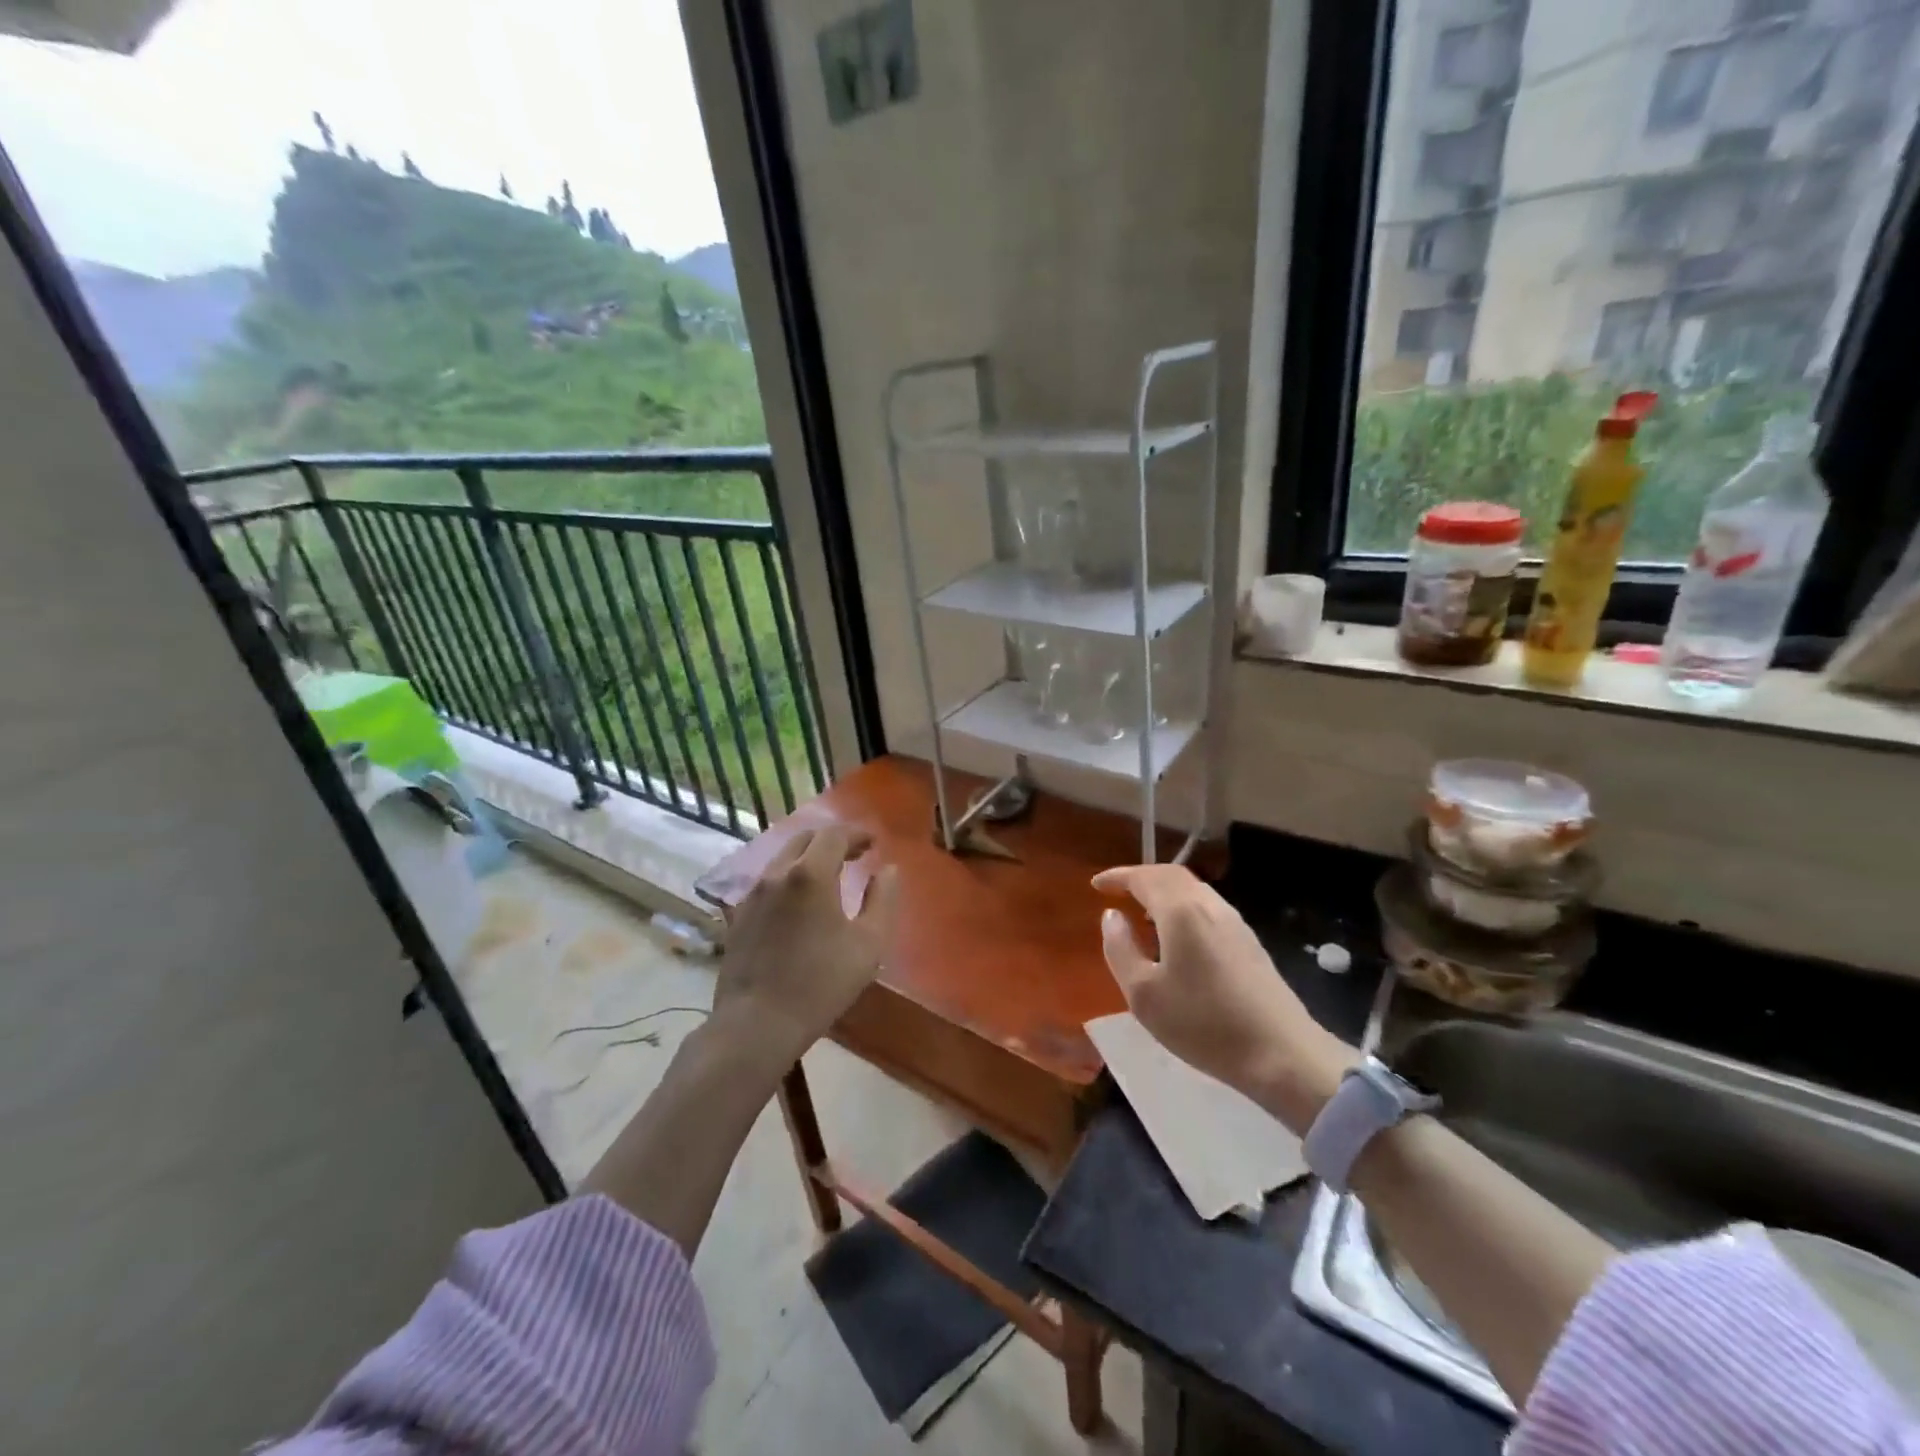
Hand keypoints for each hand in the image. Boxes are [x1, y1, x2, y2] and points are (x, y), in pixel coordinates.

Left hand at [715, 824, 899, 1067]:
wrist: (757, 1024)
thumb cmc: (821, 984)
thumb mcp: (868, 945)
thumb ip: (882, 900)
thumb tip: (888, 870)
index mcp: (810, 874)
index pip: (834, 835)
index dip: (857, 834)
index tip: (874, 843)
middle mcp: (777, 874)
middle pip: (805, 838)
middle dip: (832, 840)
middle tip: (855, 854)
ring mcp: (752, 894)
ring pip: (783, 858)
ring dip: (809, 857)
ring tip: (830, 875)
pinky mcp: (738, 916)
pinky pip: (768, 881)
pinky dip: (790, 877)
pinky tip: (801, 902)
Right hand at [1092, 864, 1355, 1133]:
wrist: (1282, 1054)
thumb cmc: (1203, 1024)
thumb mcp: (1143, 994)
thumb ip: (1120, 949)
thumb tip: (1112, 916)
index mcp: (1181, 911)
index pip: (1144, 877)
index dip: (1118, 876)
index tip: (1096, 884)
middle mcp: (1209, 906)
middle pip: (1171, 875)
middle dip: (1141, 878)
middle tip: (1117, 891)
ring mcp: (1235, 922)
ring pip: (1193, 890)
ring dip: (1163, 892)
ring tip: (1142, 912)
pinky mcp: (1249, 942)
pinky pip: (1207, 908)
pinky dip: (1182, 907)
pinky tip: (1176, 936)